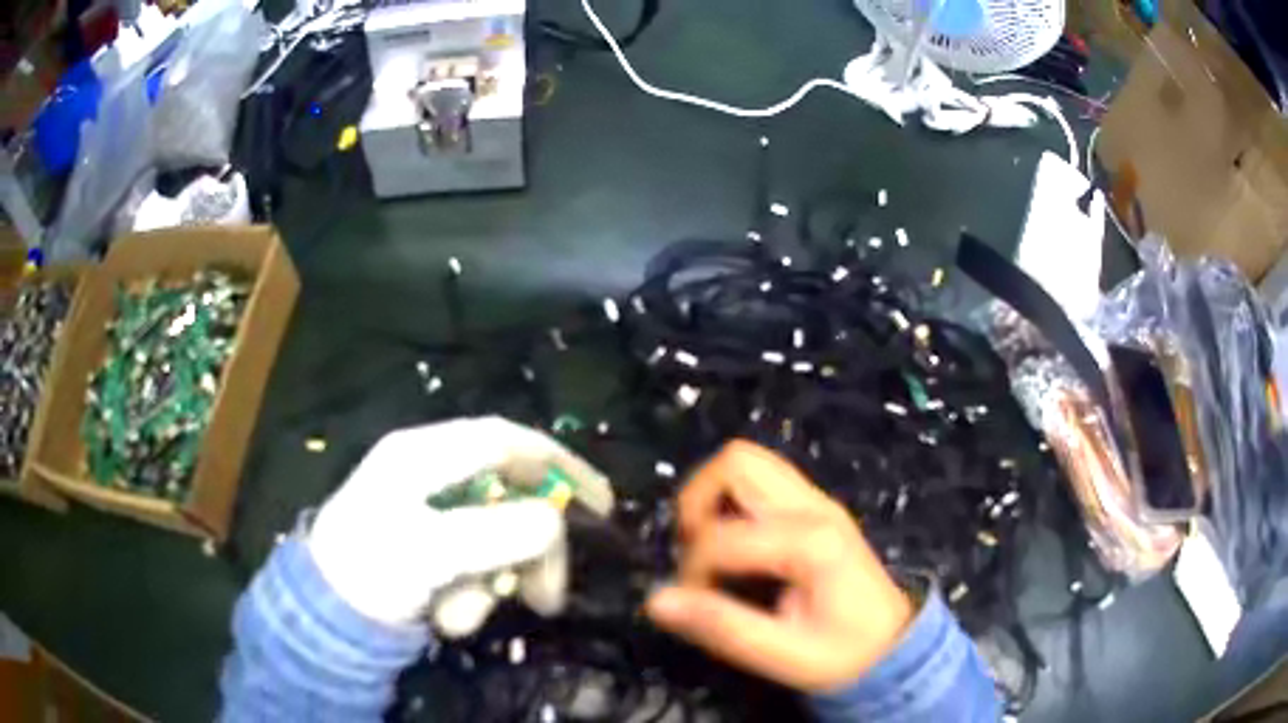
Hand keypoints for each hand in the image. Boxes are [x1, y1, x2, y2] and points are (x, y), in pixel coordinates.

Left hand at [308, 416, 613, 635]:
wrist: (323, 618)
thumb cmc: (368, 571)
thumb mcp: (430, 552)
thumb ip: (496, 533)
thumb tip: (553, 522)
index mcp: (424, 455)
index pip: (507, 441)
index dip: (560, 466)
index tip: (601, 503)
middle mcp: (432, 475)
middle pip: (510, 497)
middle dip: (530, 552)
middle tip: (546, 599)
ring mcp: (432, 513)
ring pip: (495, 539)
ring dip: (491, 584)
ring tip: (462, 619)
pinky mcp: (432, 547)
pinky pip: (474, 564)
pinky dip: (470, 594)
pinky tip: (448, 617)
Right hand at [645, 440, 913, 692]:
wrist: (895, 646)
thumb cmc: (845, 654)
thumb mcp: (784, 654)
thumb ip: (721, 626)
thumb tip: (655, 600)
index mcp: (811, 541)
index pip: (723, 536)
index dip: (693, 571)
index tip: (694, 606)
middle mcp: (815, 506)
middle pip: (737, 462)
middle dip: (697, 502)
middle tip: (694, 552)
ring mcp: (818, 501)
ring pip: (749, 462)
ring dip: (714, 496)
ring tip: (709, 545)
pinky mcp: (816, 507)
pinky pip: (762, 479)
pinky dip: (733, 500)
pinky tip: (736, 544)